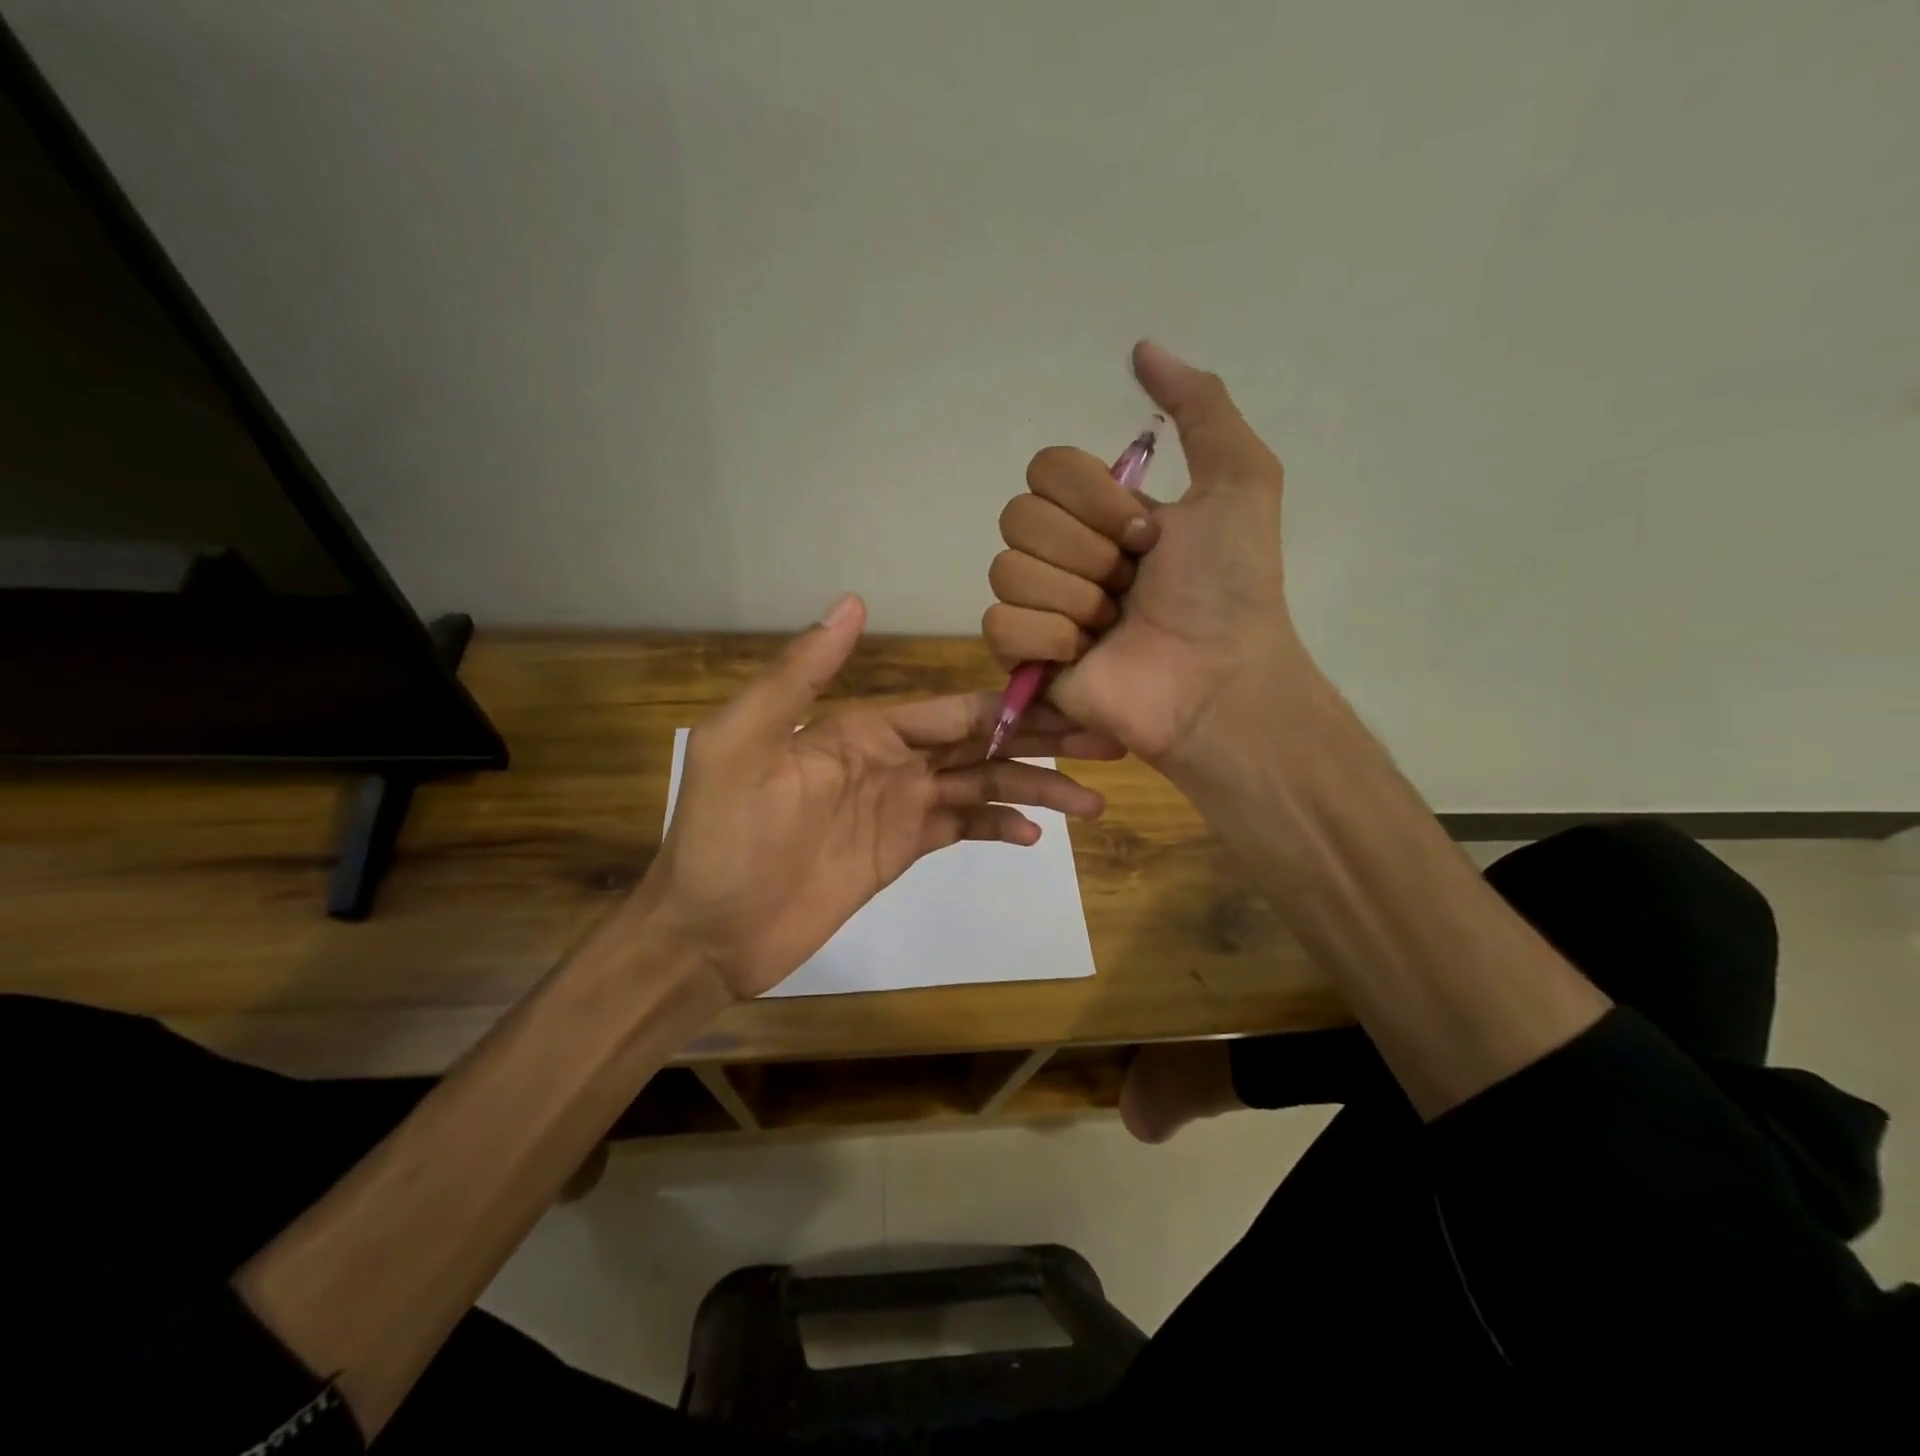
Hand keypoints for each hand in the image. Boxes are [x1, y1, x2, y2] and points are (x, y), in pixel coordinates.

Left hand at [646, 593, 1119, 1000]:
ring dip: (1034, 789)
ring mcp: (900, 807)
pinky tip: (1035, 834)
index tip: (1070, 702)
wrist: (706, 932)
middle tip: (1107, 743)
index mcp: (863, 728)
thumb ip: (799, 676)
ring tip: (1091, 802)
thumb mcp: (744, 745)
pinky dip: (997, 827)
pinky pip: (960, 829)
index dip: (1010, 707)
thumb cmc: (723, 838)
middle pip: (980, 744)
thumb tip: (852, 602)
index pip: (952, 710)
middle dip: (1041, 743)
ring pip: (981, 787)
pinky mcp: (901, 852)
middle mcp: (891, 759)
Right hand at [983, 341, 1298, 772]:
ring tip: (1114, 626)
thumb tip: (1142, 348)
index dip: (1092, 498)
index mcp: (1099, 512)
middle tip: (1131, 584)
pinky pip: (998, 624)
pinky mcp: (1023, 658)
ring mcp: (1039, 607)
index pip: (1045, 469)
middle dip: (1086, 551)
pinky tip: (1084, 655)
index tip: (1145, 535)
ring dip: (1074, 599)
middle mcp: (1063, 553)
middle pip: (1018, 517)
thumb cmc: (1229, 587)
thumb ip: (1200, 405)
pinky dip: (1046, 638)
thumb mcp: (1238, 479)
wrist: (1217, 678)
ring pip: (1006, 570)